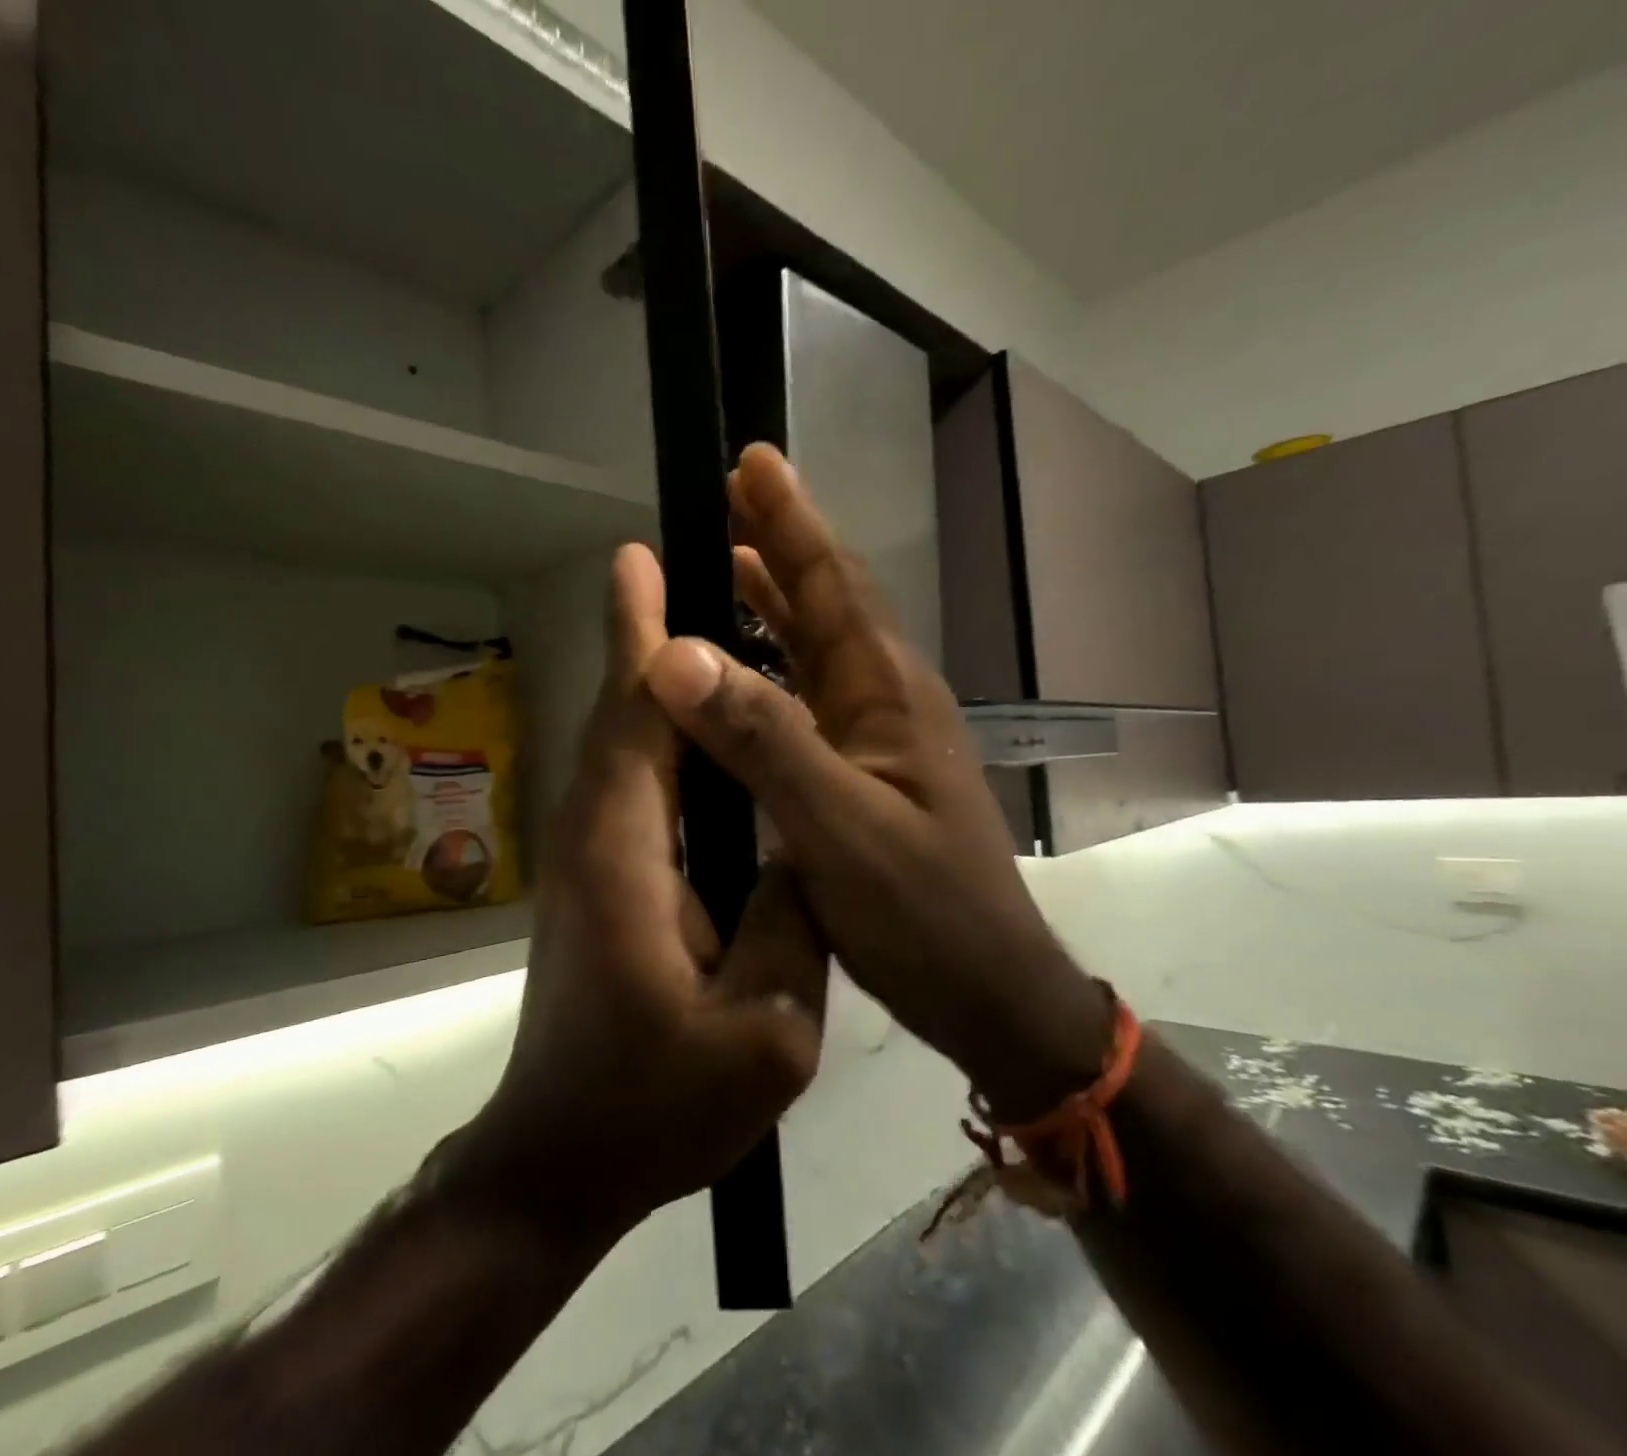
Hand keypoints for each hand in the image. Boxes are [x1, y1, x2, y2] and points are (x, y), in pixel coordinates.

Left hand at [448, 543, 828, 1243]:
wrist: (562, 1159)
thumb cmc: (655, 1106)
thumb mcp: (763, 1035)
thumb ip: (790, 926)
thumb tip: (803, 851)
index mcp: (625, 852)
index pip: (631, 719)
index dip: (638, 636)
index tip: (639, 559)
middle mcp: (592, 835)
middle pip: (619, 718)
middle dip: (642, 639)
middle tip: (679, 569)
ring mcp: (585, 859)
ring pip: (621, 750)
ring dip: (650, 688)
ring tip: (700, 634)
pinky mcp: (594, 882)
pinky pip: (629, 790)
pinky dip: (659, 745)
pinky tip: (702, 743)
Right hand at [643, 445, 1108, 1119]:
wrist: (986, 990)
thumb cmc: (923, 912)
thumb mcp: (840, 827)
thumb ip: (765, 740)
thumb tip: (676, 654)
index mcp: (887, 695)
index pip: (833, 586)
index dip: (792, 521)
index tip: (754, 459)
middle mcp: (886, 701)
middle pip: (828, 604)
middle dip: (782, 544)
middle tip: (735, 493)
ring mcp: (879, 740)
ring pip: (818, 649)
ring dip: (777, 601)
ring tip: (730, 560)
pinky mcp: (865, 775)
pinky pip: (810, 700)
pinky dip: (775, 668)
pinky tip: (745, 672)